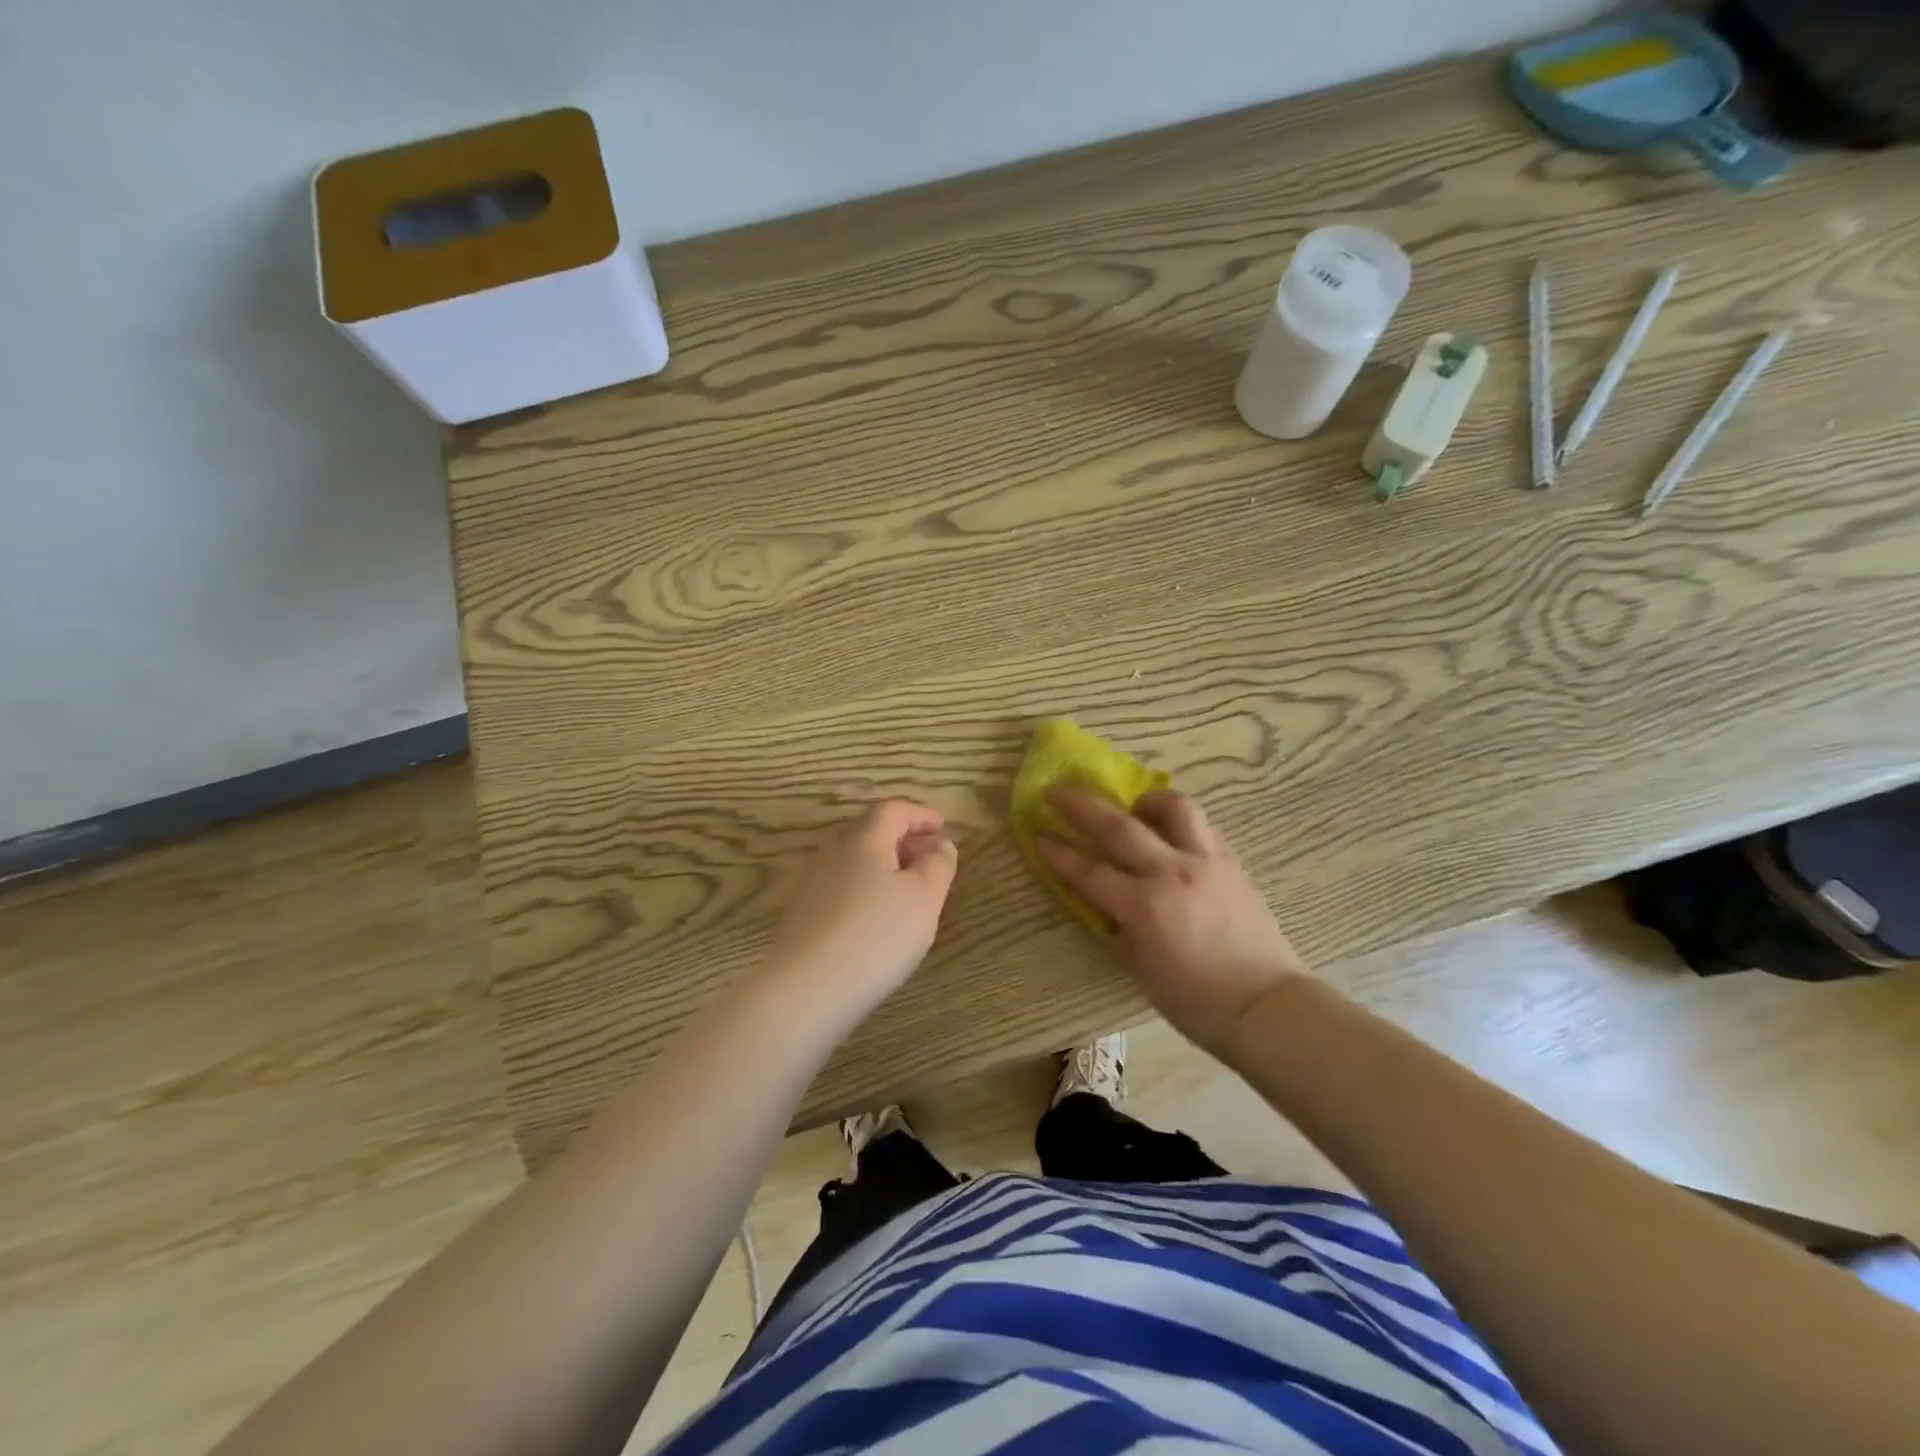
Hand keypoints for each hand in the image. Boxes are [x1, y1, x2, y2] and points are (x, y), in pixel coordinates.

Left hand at [766, 799, 958, 1013]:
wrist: (808, 988)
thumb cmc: (877, 935)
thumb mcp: (925, 898)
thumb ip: (938, 864)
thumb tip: (941, 844)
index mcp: (864, 838)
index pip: (893, 810)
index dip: (921, 814)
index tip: (942, 827)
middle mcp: (833, 851)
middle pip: (869, 830)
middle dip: (901, 837)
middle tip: (927, 856)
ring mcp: (811, 882)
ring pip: (852, 858)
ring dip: (881, 863)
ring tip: (905, 888)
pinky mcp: (800, 912)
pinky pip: (839, 885)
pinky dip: (863, 886)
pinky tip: (874, 915)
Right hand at [1039, 788, 1308, 1054]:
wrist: (1265, 1005)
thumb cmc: (1196, 1000)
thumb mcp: (1142, 965)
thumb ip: (1122, 923)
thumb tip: (1110, 898)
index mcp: (1145, 907)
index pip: (1091, 871)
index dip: (1060, 853)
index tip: (1039, 835)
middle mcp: (1173, 873)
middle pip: (1120, 827)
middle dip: (1082, 806)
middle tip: (1058, 792)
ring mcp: (1207, 862)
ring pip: (1174, 808)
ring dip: (1145, 799)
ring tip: (1134, 805)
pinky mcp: (1232, 862)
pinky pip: (1201, 826)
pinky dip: (1179, 822)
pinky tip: (1172, 832)